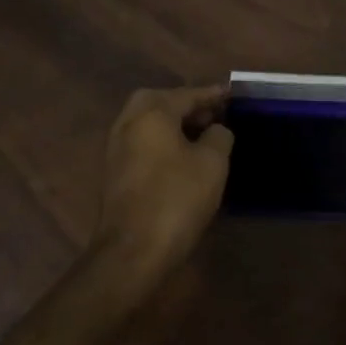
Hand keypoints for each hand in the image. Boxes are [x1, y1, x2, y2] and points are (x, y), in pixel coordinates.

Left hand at [94, 85, 233, 275]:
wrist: (133, 250)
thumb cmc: (176, 199)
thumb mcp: (212, 164)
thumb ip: (219, 136)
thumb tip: (216, 130)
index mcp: (151, 112)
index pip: (187, 94)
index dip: (212, 94)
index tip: (231, 94)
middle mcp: (128, 122)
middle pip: (161, 102)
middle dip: (188, 105)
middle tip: (214, 115)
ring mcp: (116, 147)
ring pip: (149, 122)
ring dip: (174, 123)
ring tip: (203, 136)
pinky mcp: (114, 171)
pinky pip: (142, 142)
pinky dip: (162, 140)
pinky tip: (182, 157)